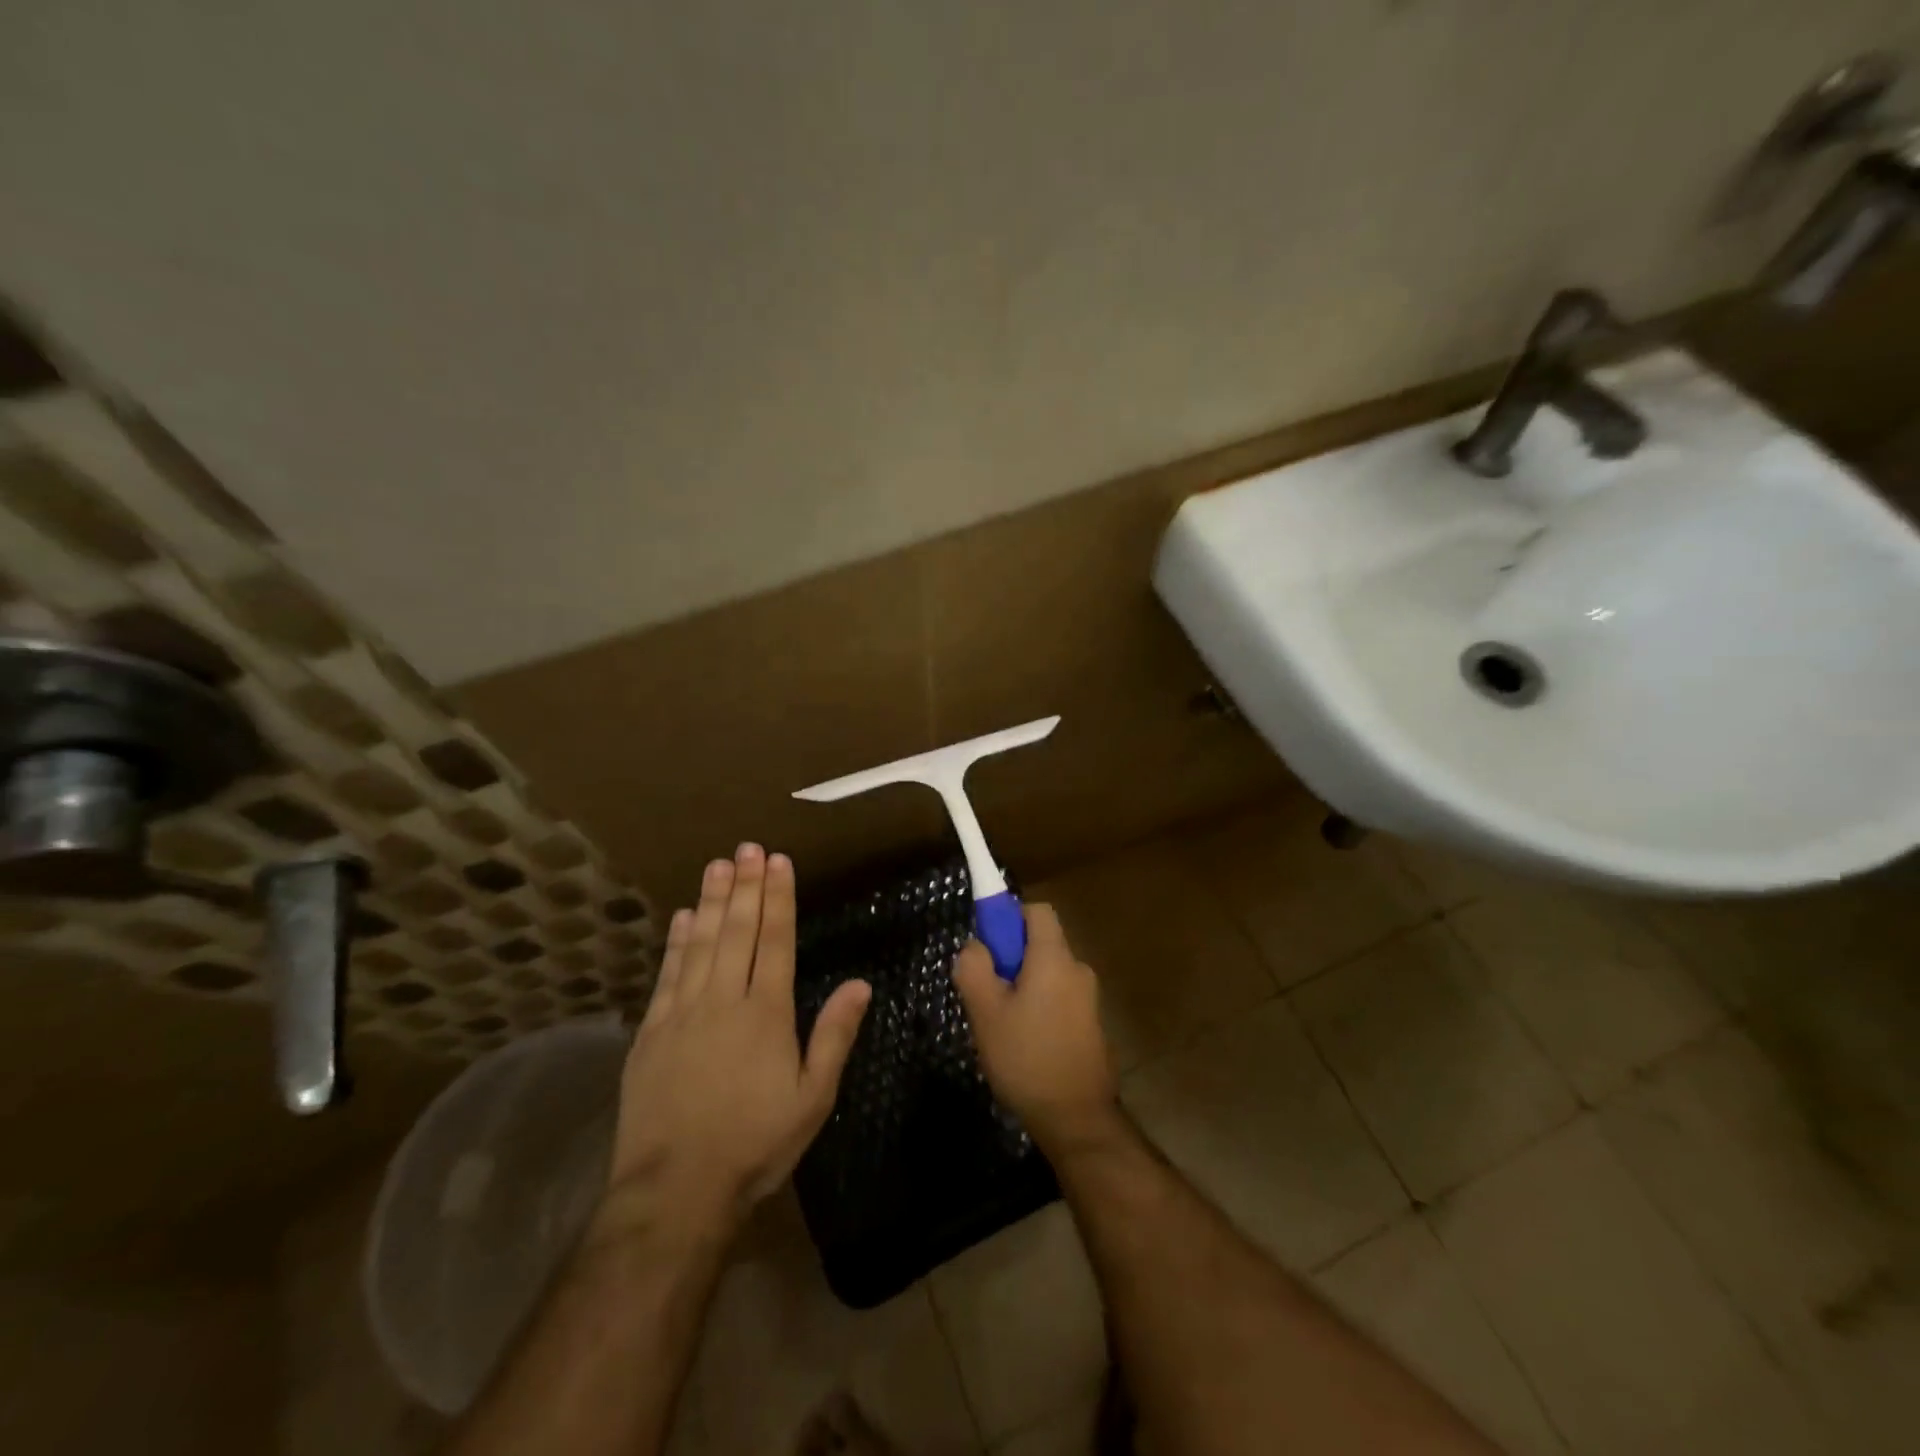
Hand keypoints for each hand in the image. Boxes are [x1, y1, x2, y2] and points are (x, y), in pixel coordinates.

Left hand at [596, 845, 870, 1243]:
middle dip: (745, 885)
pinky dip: (677, 941)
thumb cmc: (755, 1144)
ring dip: (711, 901)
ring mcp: (682, 1013)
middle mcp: (723, 1000)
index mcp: (766, 1013)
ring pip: (700, 943)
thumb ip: (835, 1036)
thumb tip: (861, 984)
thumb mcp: (812, 1098)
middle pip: (737, 931)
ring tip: (718, 864)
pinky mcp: (651, 1032)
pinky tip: (683, 917)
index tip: (778, 861)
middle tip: (748, 847)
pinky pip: (667, 974)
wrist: (674, 1191)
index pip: (774, 940)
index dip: (778, 897)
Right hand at [952, 902, 1117, 1151]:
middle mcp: (1077, 970)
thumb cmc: (1027, 1058)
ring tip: (1002, 1028)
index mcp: (1054, 958)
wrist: (1077, 1120)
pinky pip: (1058, 1000)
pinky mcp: (1091, 1026)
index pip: (1037, 911)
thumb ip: (974, 968)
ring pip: (1047, 975)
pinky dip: (1039, 1009)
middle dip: (1011, 960)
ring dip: (1023, 988)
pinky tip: (1024, 1046)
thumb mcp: (986, 1012)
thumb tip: (976, 946)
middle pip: (1041, 944)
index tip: (989, 947)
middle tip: (986, 996)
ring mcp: (1089, 1000)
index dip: (1009, 918)